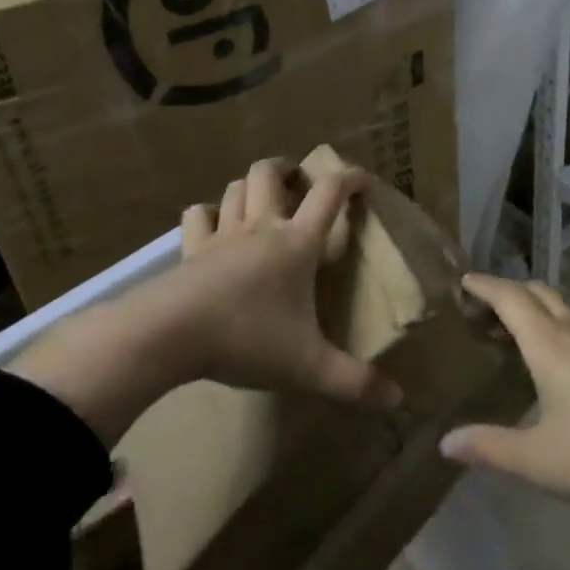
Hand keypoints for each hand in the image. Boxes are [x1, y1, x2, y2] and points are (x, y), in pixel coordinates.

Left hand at [170, 156, 400, 410]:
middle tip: (297, 182)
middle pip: (269, 173)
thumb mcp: (307, 366)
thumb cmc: (247, 337)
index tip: (362, 180)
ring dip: (249, 187)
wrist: (171, 334)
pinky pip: (196, 217)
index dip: (349, 178)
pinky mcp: (190, 250)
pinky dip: (206, 214)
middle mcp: (261, 227)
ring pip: (235, 188)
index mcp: (296, 243)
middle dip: (286, 169)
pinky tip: (212, 225)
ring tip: (259, 199)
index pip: (329, 194)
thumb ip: (353, 382)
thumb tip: (398, 400)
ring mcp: (222, 235)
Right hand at [440, 274, 569, 522]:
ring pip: (567, 307)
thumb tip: (445, 442)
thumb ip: (490, 448)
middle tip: (488, 307)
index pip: (508, 297)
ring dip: (540, 308)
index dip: (484, 285)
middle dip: (510, 291)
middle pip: (538, 292)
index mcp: (548, 343)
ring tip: (525, 332)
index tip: (464, 280)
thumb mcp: (539, 461)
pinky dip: (567, 327)